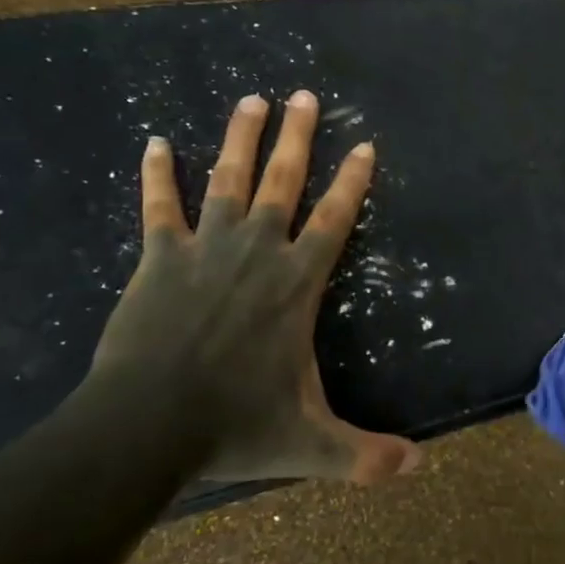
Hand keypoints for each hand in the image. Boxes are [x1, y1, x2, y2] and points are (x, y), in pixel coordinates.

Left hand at [90, 90, 422, 484]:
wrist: (145, 429)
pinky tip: (153, 142)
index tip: (364, 144)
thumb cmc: (235, 427)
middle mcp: (258, 252)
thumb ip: (367, 455)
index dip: (353, 180)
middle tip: (304, 95)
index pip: (335, 218)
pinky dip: (156, 175)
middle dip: (298, 137)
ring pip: (227, 180)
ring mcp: (206, 250)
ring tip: (251, 98)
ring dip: (239, 137)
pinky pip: (158, 208)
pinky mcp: (159, 260)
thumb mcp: (312, 445)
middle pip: (282, 182)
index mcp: (298, 283)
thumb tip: (420, 468)